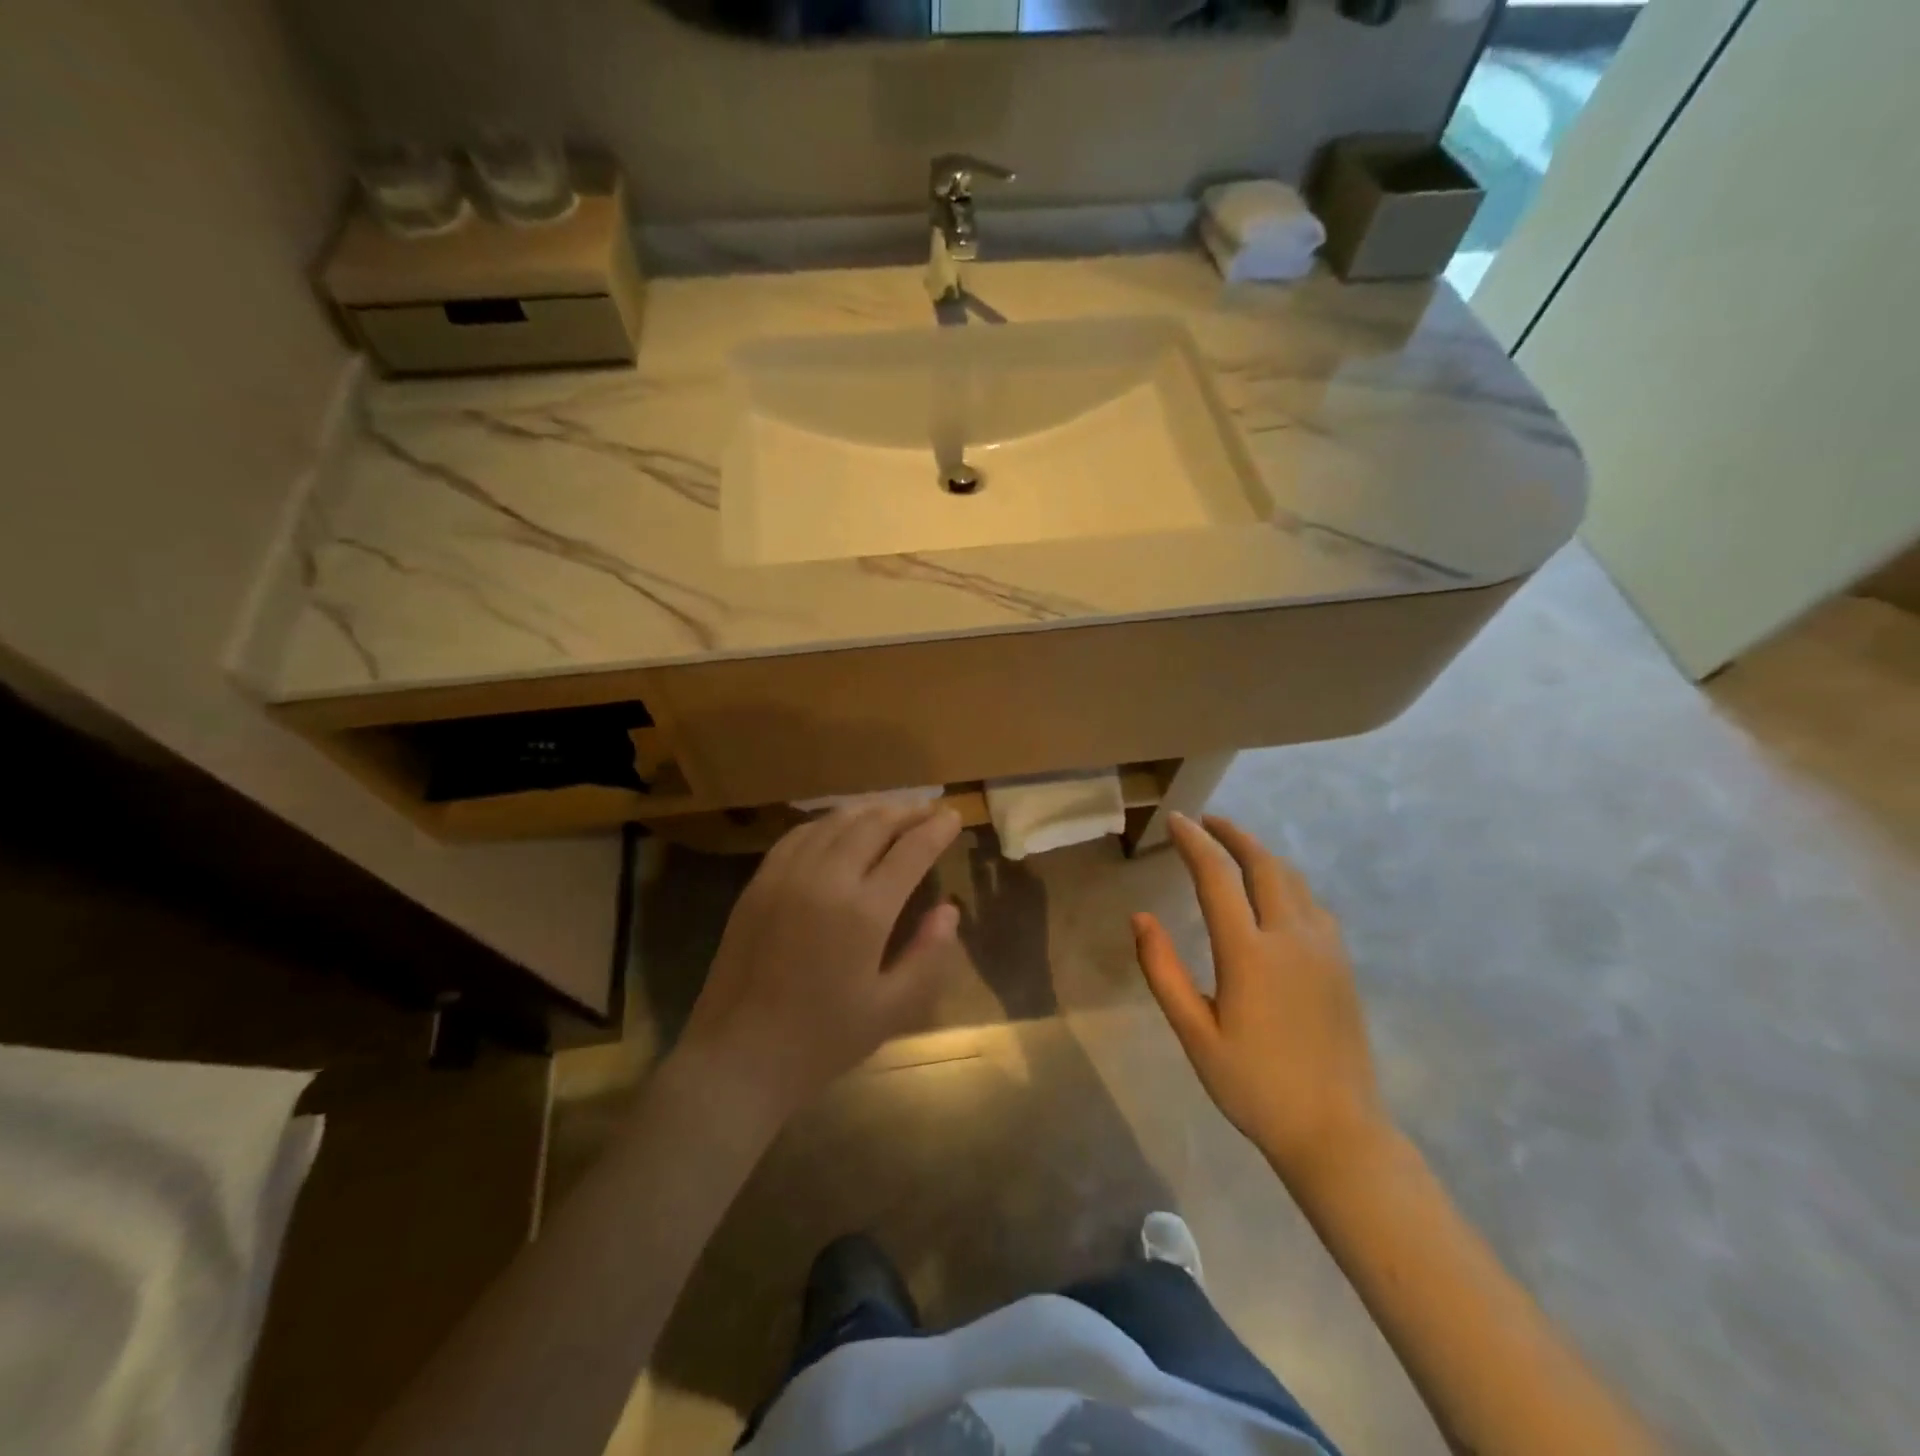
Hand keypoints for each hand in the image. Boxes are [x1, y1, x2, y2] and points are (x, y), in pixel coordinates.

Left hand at [678, 802, 963, 1123]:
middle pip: (873, 824)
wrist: (737, 1057)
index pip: (911, 851)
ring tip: (893, 812)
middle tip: (930, 810)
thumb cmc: (822, 1041)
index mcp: (863, 911)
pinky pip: (799, 835)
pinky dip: (828, 822)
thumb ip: (929, 956)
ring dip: (870, 810)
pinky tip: (839, 827)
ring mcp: (786, 875)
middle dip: (907, 812)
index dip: (936, 829)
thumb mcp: (892, 1010)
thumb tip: (948, 910)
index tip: (954, 816)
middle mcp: (825, 879)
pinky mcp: (758, 883)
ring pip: (835, 822)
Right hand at [1132, 812, 1388, 1188]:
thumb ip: (1163, 971)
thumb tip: (1140, 917)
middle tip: (1205, 822)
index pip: (1217, 877)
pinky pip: (1311, 902)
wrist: (1337, 1131)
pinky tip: (1274, 892)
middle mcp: (1291, 937)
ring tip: (1235, 847)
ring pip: (1293, 879)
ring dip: (1261, 854)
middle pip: (1263, 864)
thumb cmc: (1254, 1086)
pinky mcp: (1342, 963)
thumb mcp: (1195, 1034)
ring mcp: (1324, 948)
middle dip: (1232, 835)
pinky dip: (1285, 880)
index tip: (1175, 821)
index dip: (1194, 842)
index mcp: (1249, 953)